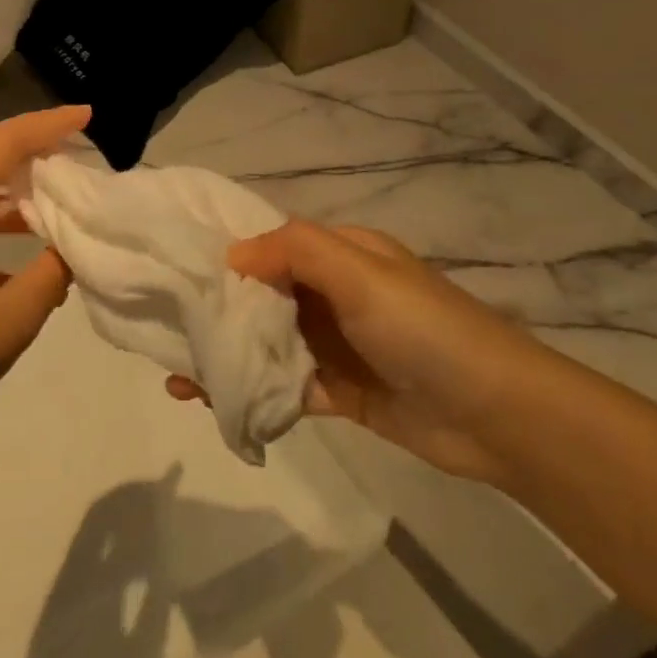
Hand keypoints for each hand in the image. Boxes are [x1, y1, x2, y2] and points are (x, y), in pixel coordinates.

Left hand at [0, 105, 90, 466]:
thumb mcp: (12, 319)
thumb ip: (52, 272)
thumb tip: (69, 247)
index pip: (3, 143)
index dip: (49, 125)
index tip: (89, 116)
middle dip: (32, 146)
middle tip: (78, 148)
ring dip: (12, 185)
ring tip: (57, 197)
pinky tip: (20, 248)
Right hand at [169, 219, 529, 484]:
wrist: (494, 413)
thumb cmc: (423, 328)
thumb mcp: (361, 273)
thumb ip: (296, 251)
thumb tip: (233, 253)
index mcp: (344, 255)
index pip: (275, 245)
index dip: (229, 253)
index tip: (177, 267)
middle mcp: (337, 295)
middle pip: (267, 296)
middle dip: (220, 308)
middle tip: (162, 322)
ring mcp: (338, 346)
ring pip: (271, 344)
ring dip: (229, 353)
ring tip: (174, 369)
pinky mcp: (341, 393)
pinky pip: (286, 387)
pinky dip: (251, 391)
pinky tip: (210, 401)